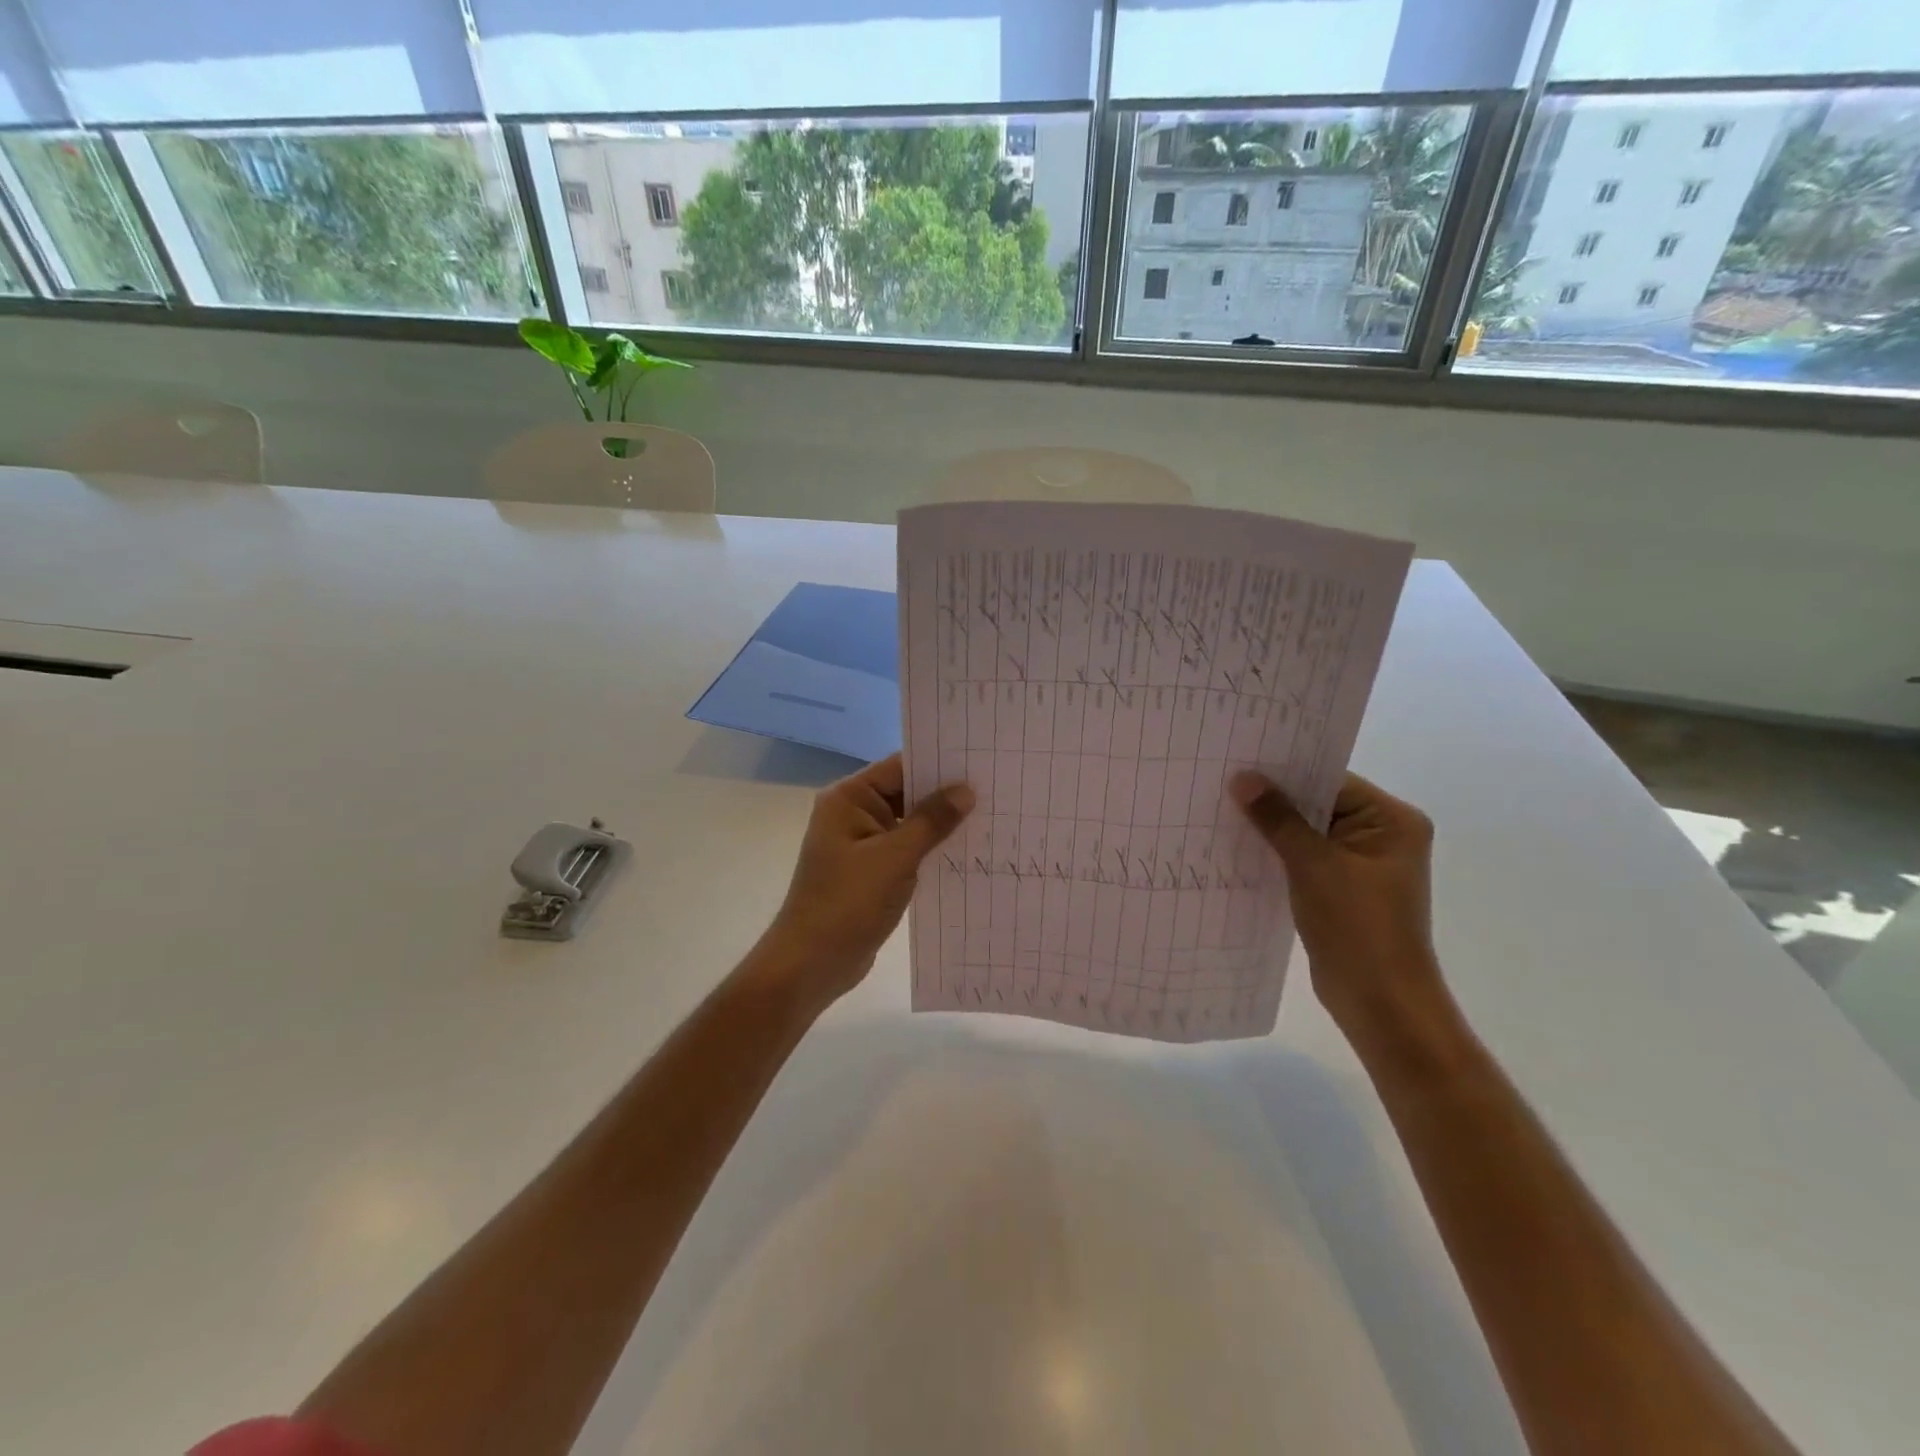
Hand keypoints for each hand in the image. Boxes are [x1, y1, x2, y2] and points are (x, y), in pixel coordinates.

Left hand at [760, 754, 973, 1008]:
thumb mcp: (895, 858)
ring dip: (940, 824)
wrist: (811, 964)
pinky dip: (930, 849)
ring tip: (990, 817)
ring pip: (908, 823)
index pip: (899, 767)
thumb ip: (931, 821)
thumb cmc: (848, 903)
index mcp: (849, 798)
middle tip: (995, 790)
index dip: (939, 764)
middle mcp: (852, 813)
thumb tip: (966, 790)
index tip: (981, 763)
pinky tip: (965, 852)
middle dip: (945, 795)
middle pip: (905, 792)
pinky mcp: (870, 871)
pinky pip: (905, 849)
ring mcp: (860, 843)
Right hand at [1230, 769, 1445, 1034]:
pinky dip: (1277, 852)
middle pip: (1318, 803)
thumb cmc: (1358, 927)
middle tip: (1222, 780)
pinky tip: (1238, 846)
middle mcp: (1382, 835)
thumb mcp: (1313, 865)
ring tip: (1221, 809)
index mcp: (1392, 820)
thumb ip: (1278, 818)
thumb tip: (1242, 778)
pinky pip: (1304, 857)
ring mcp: (1361, 863)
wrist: (1380, 1002)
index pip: (1331, 779)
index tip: (1240, 759)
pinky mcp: (1342, 888)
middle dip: (1273, 798)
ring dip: (1271, 826)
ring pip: (1307, 832)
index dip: (1285, 770)